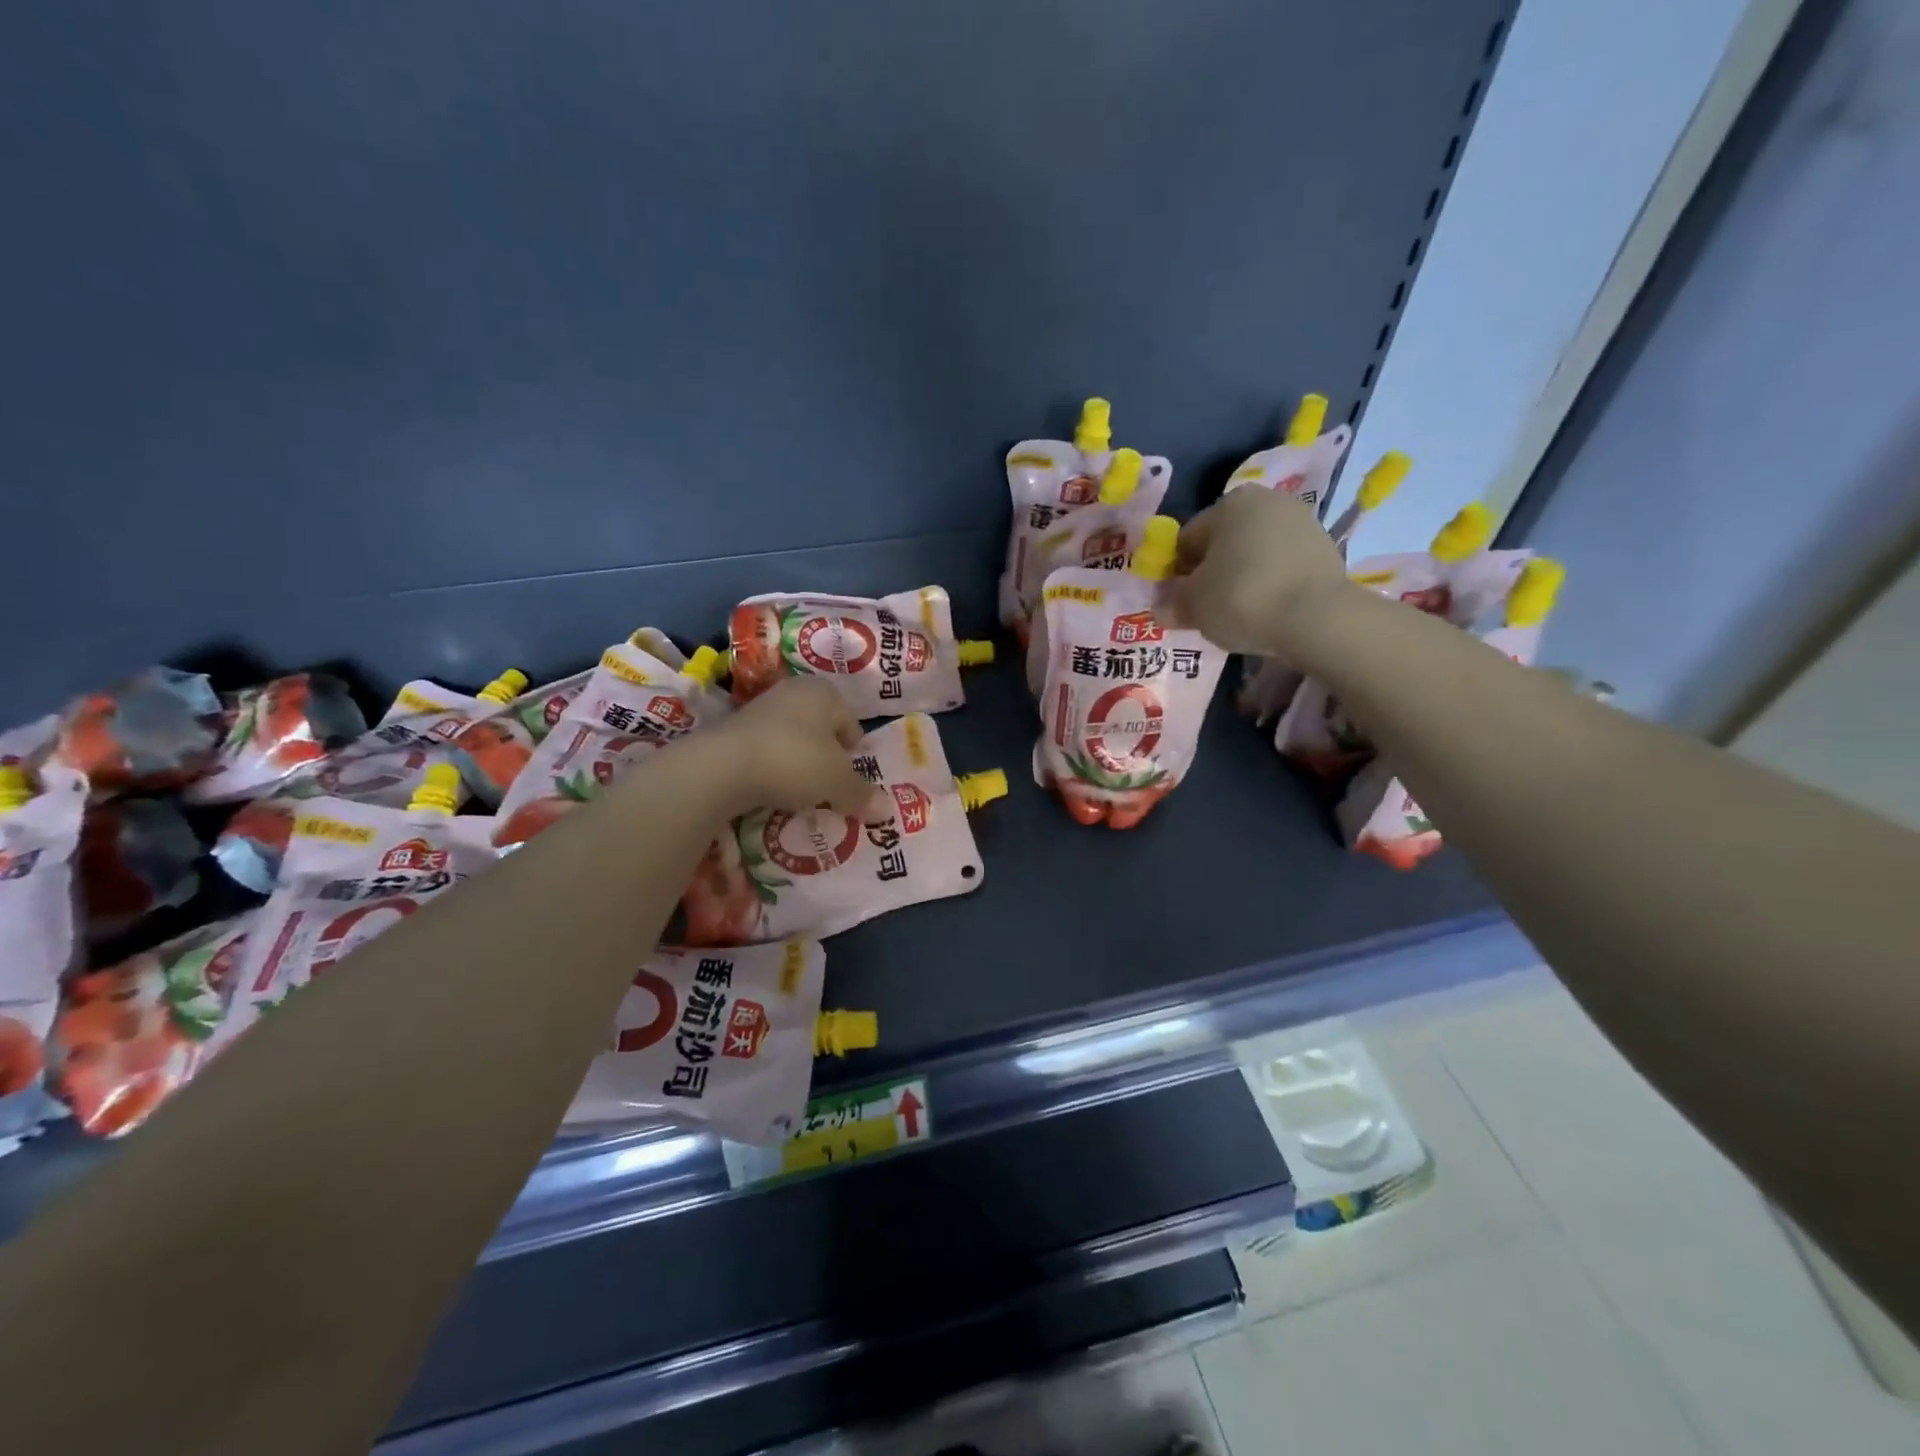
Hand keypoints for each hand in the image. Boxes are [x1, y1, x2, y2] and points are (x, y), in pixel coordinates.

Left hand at [696, 678, 887, 819]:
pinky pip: (766, 752)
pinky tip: (770, 790)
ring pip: (793, 741)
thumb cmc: (795, 761)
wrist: (723, 766)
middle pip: (822, 731)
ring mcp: (760, 708)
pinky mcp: (733, 730)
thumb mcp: (838, 782)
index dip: (853, 756)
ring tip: (798, 794)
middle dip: (826, 759)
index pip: (851, 724)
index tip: (848, 782)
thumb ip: (861, 794)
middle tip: (827, 789)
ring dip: (798, 765)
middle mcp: (794, 691)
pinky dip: (772, 769)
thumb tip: (885, 809)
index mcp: (825, 692)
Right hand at [1163, 486, 1351, 658]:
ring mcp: (1301, 522)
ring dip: (1243, 577)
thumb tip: (1162, 609)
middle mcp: (1266, 501)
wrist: (1317, 618)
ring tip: (1239, 613)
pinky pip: (1283, 567)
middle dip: (1212, 572)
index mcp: (1227, 504)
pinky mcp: (1326, 549)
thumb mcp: (1193, 606)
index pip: (1187, 540)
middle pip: (1223, 543)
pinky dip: (1271, 584)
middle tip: (1207, 609)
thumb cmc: (1242, 599)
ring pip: (1255, 554)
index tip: (1180, 602)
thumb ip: (1172, 604)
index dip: (1177, 573)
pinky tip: (1268, 611)